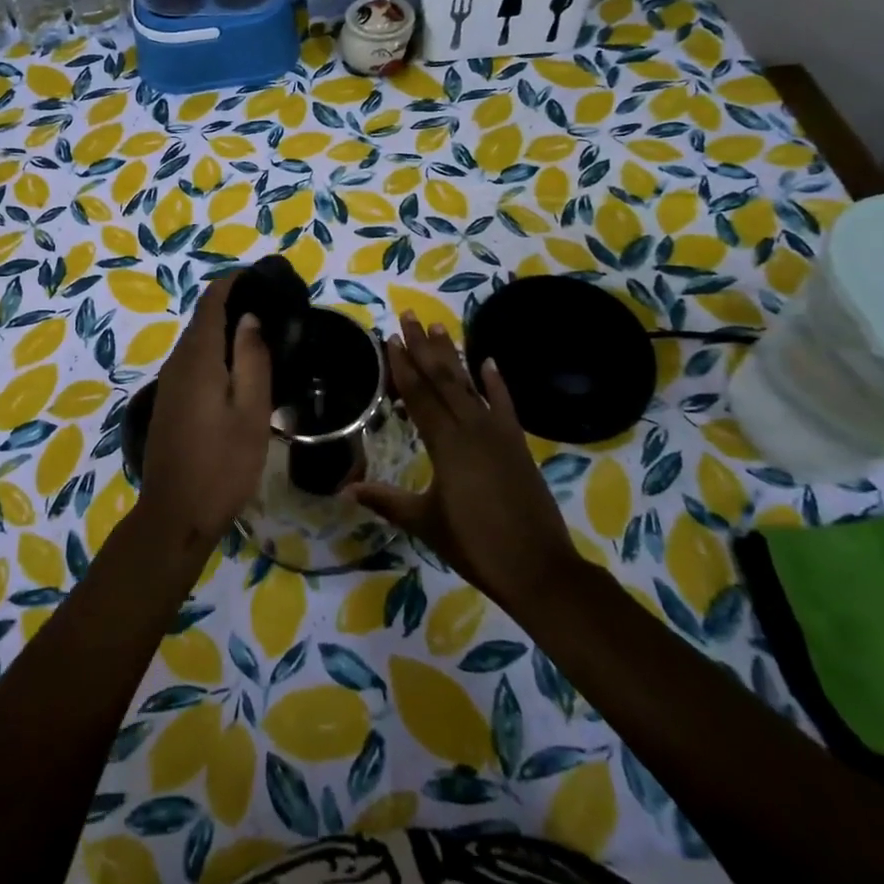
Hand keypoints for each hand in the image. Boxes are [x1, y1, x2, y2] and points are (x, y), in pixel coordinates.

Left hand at [133, 272, 272, 559]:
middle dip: (233, 304)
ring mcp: (169, 384)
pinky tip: (239, 369)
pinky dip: (216, 352)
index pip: (211, 301)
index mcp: (198, 358)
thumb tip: (250, 318)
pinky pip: (193, 362)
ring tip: (264, 334)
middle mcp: (177, 362)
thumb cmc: (222, 464)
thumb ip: (252, 359)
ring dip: (226, 330)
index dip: (234, 283)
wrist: (176, 515)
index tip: (264, 279)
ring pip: (198, 342)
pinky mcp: (170, 402)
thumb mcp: (250, 411)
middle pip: (203, 319)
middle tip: (274, 308)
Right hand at [349, 313, 578, 610]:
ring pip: (470, 384)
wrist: (539, 568)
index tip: (390, 338)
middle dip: (423, 347)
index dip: (403, 366)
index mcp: (446, 444)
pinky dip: (497, 381)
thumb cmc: (475, 545)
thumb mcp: (425, 523)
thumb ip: (386, 500)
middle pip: (442, 379)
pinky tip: (489, 360)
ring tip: (440, 328)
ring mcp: (498, 433)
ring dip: (453, 356)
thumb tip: (345, 489)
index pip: (419, 395)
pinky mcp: (518, 443)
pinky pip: (505, 403)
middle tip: (410, 316)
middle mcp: (472, 427)